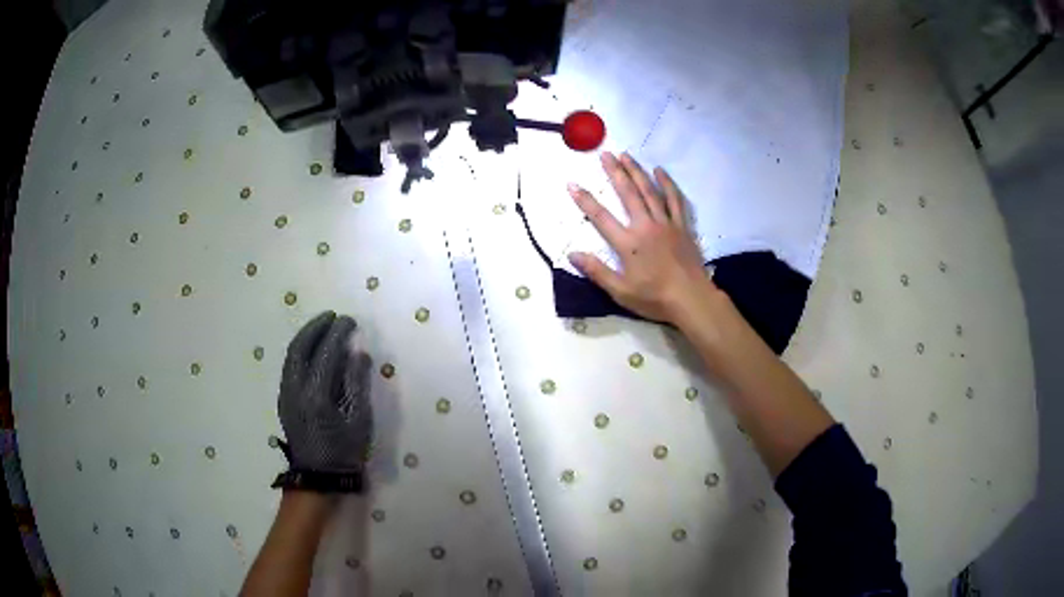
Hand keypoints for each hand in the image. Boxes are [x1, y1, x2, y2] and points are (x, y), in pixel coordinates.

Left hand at [277, 311, 372, 473]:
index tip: (349, 321)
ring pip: (291, 355)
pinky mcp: (284, 400)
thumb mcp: (359, 420)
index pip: (326, 353)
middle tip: (332, 317)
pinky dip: (300, 351)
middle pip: (300, 348)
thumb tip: (359, 353)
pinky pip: (290, 366)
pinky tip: (312, 350)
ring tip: (322, 326)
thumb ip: (357, 384)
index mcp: (316, 395)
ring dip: (306, 337)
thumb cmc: (344, 452)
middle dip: (316, 328)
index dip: (337, 333)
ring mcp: (286, 394)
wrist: (318, 478)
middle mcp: (295, 390)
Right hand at [568, 152, 722, 324]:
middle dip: (615, 172)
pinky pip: (674, 200)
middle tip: (605, 154)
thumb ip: (597, 271)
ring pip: (649, 191)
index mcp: (628, 243)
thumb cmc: (655, 298)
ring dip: (637, 172)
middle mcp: (646, 226)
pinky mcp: (682, 226)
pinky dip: (667, 184)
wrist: (692, 299)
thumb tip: (572, 254)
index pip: (601, 217)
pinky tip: (660, 171)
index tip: (572, 184)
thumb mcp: (620, 292)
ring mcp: (666, 224)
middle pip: (628, 194)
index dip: (585, 200)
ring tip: (626, 155)